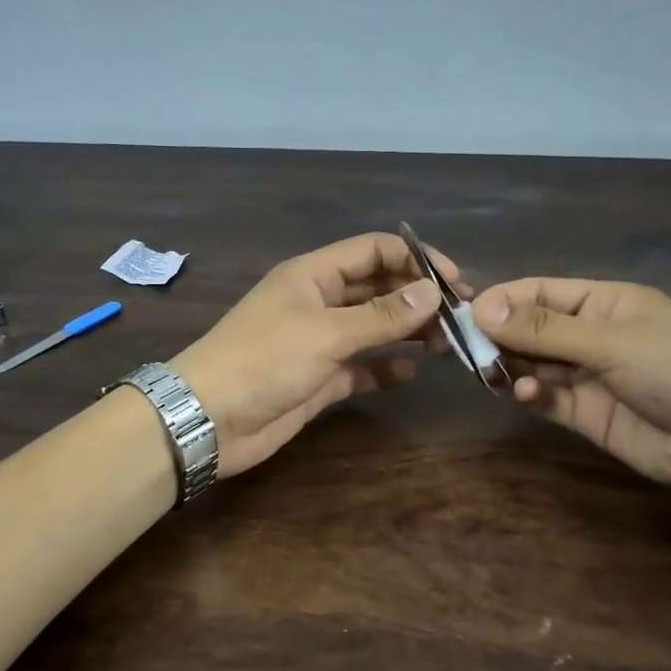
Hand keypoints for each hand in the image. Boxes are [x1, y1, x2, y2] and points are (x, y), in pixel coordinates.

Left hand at [171, 233, 463, 476]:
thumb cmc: (264, 361)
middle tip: (461, 318)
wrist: (209, 419)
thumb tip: (433, 291)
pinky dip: (384, 368)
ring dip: (408, 332)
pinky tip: (411, 373)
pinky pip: (360, 367)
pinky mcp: (318, 379)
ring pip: (373, 329)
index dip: (415, 260)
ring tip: (449, 344)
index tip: (456, 282)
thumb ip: (382, 314)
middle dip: (417, 298)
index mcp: (314, 275)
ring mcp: (318, 342)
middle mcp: (318, 302)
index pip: (374, 251)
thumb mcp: (326, 332)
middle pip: (378, 289)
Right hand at [470, 278, 670, 496]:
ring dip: (511, 368)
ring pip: (533, 366)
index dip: (502, 300)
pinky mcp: (588, 415)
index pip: (539, 293)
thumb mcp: (611, 342)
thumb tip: (482, 307)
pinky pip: (547, 400)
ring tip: (492, 374)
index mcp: (602, 303)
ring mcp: (588, 376)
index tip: (464, 314)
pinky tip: (526, 396)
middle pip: (530, 330)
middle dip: (499, 337)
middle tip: (466, 350)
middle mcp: (590, 336)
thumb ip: (544, 330)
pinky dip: (531, 396)